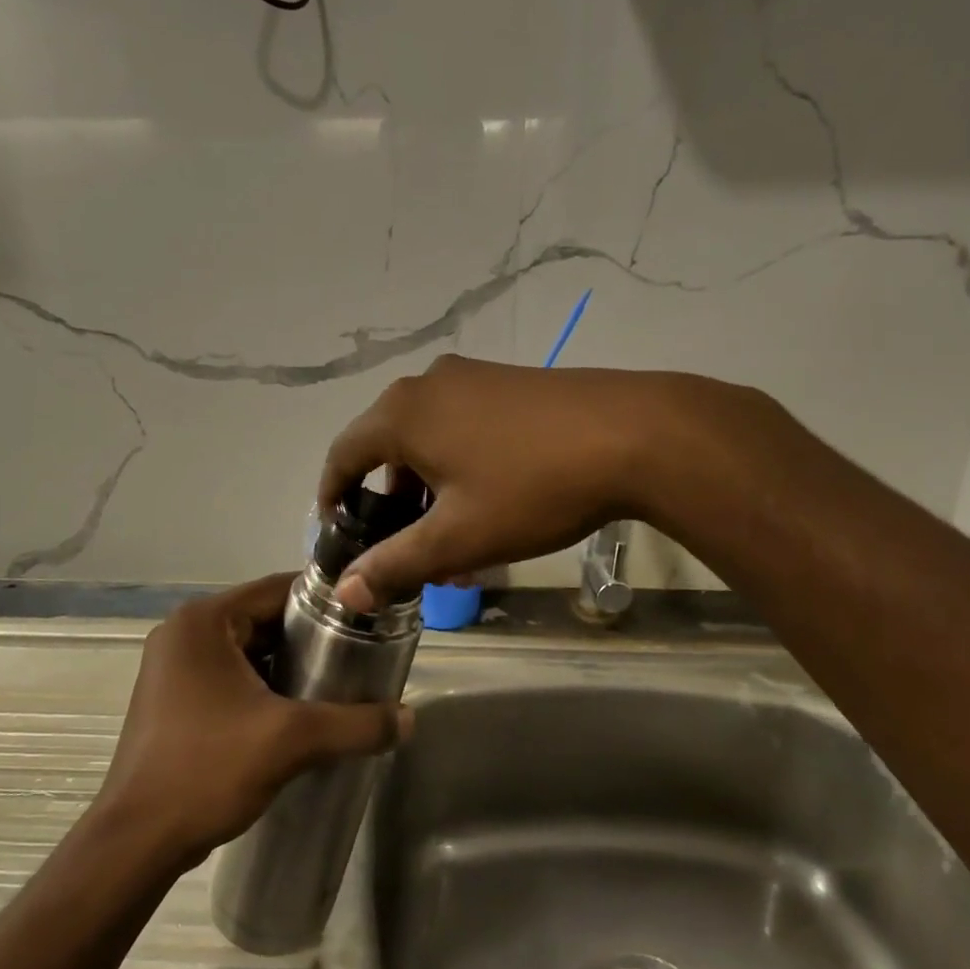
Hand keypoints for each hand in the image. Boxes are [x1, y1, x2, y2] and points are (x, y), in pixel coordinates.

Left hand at [96, 574, 410, 867]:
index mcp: (203, 620)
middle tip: (358, 659)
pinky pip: (231, 676)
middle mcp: (184, 632)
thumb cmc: (207, 770)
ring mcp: (174, 666)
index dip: (326, 601)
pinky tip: (297, 713)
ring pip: (249, 650)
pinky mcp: (174, 698)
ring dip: (289, 666)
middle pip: (264, 619)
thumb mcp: (291, 741)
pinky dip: (264, 686)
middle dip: (311, 639)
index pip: (278, 589)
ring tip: (336, 687)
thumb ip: (355, 724)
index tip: (367, 619)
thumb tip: (409, 719)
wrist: (136, 842)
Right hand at [320, 355, 761, 607]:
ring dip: (427, 482)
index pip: (343, 454)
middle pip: (386, 444)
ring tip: (451, 528)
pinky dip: (457, 460)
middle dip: (388, 497)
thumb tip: (345, 592)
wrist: (638, 434)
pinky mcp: (510, 380)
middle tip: (403, 543)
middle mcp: (428, 383)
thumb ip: (396, 564)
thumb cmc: (534, 487)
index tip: (337, 531)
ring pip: (428, 435)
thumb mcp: (459, 538)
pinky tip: (489, 495)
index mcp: (402, 413)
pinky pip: (461, 422)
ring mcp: (473, 375)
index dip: (332, 495)